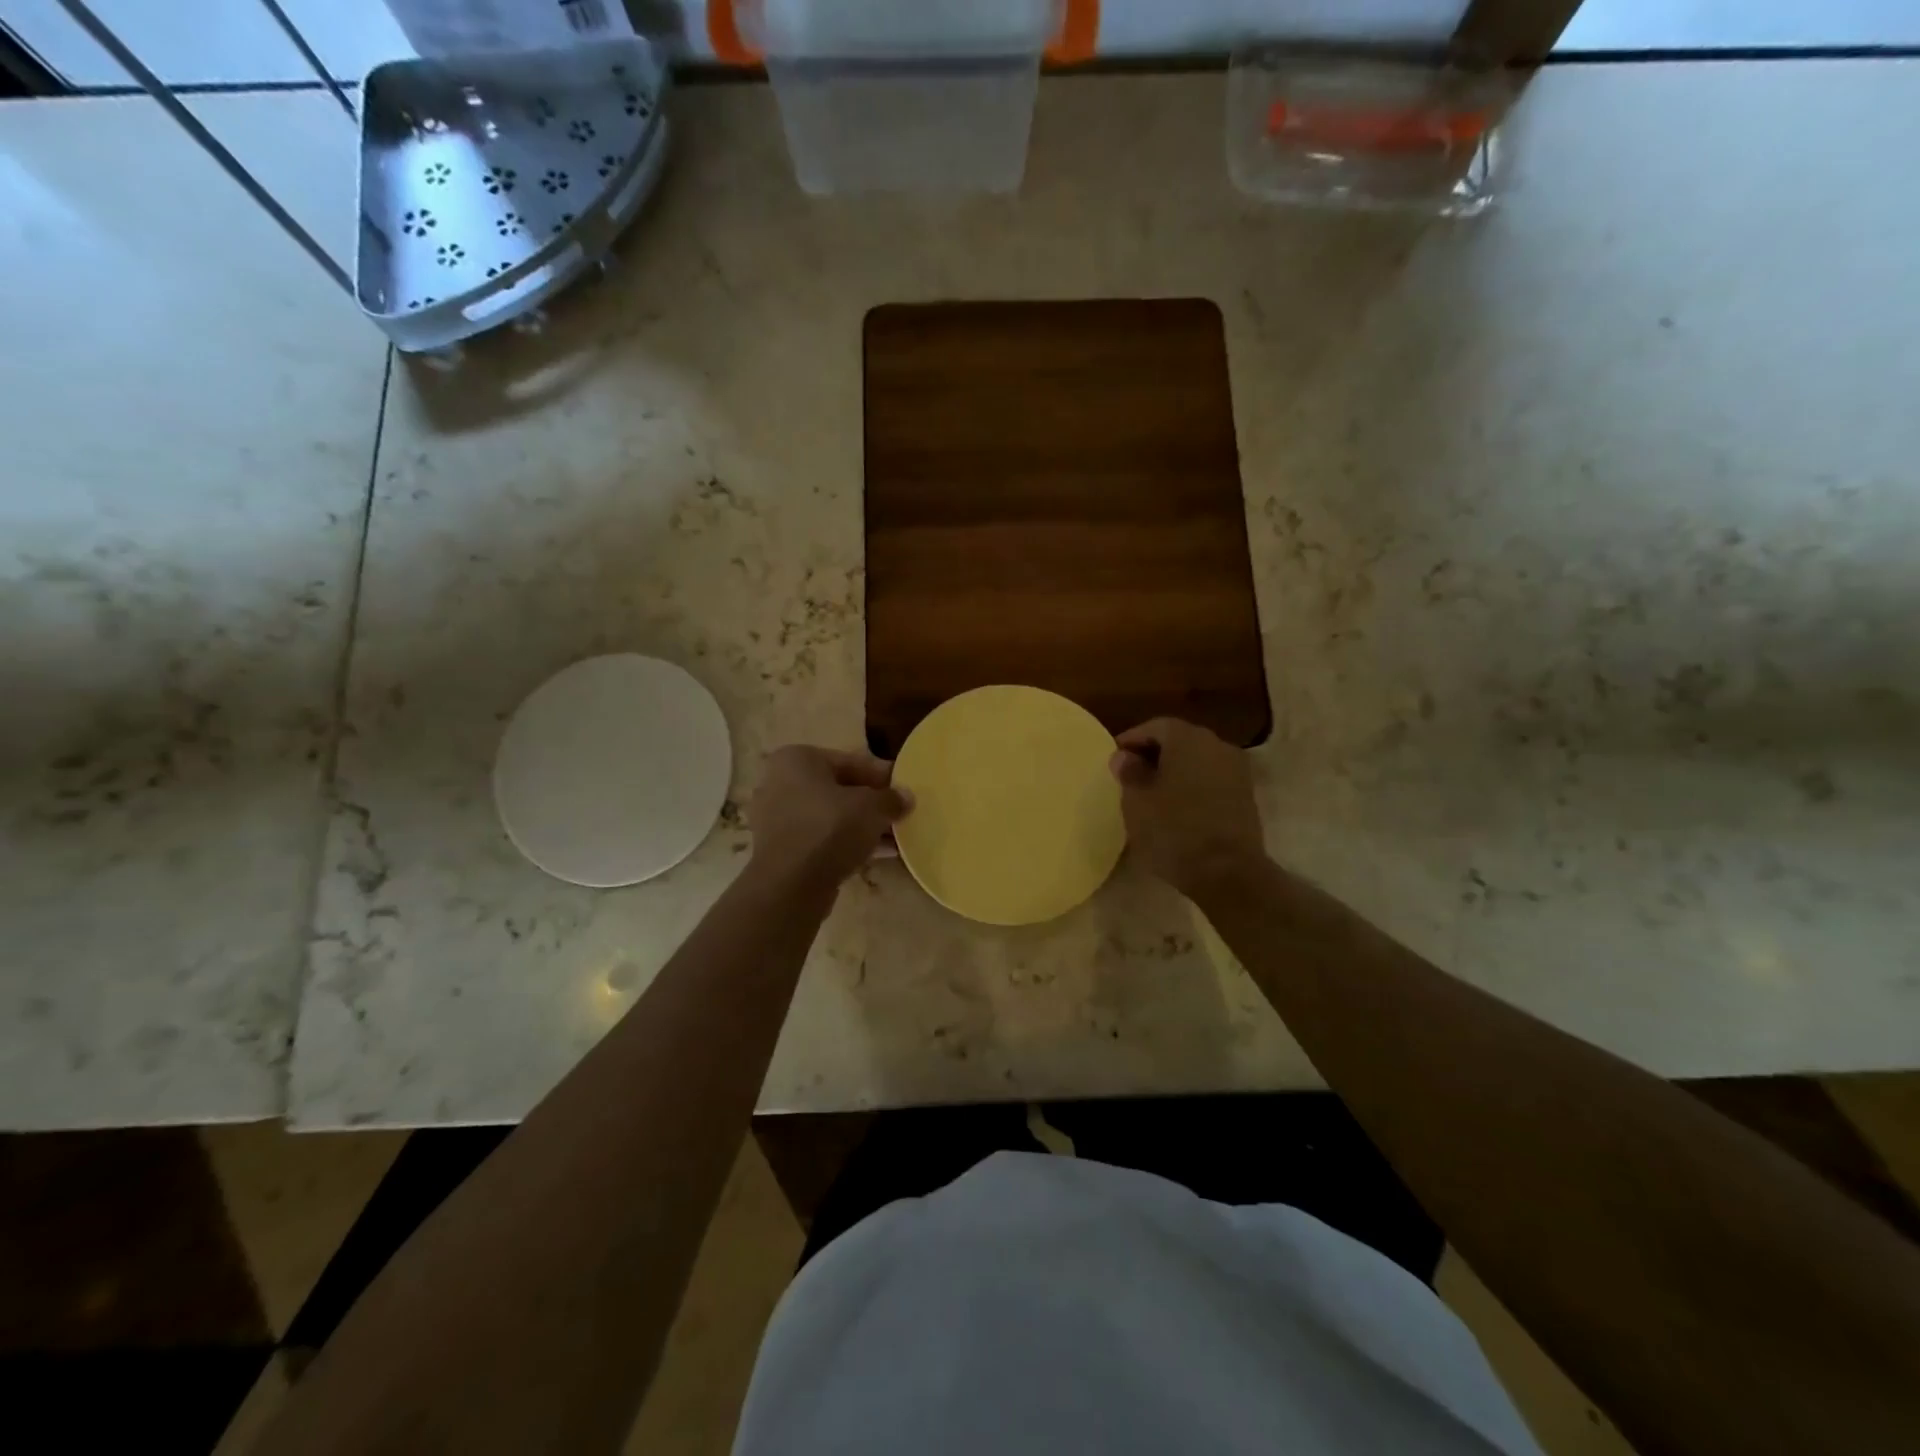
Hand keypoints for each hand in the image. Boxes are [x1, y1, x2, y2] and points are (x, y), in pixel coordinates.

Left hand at [748, 745, 912, 889]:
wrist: (790, 885)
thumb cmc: (829, 829)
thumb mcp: (871, 808)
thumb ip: (891, 798)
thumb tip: (906, 797)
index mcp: (797, 760)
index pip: (850, 761)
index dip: (882, 775)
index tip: (905, 788)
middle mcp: (780, 782)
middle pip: (838, 789)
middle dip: (871, 803)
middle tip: (900, 813)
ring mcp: (777, 818)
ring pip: (831, 816)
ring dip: (862, 825)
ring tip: (895, 837)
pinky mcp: (781, 849)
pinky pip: (821, 838)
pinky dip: (846, 842)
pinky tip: (877, 854)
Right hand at [1109, 718, 1265, 899]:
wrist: (1227, 873)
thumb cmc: (1173, 830)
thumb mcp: (1137, 802)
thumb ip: (1129, 773)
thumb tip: (1125, 757)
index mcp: (1187, 738)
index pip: (1155, 727)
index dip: (1132, 740)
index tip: (1115, 760)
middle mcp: (1217, 745)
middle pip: (1180, 740)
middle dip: (1154, 754)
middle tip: (1131, 776)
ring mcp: (1237, 770)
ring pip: (1197, 761)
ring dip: (1175, 772)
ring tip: (1153, 795)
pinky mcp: (1246, 796)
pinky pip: (1212, 780)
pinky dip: (1193, 787)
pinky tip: (1178, 809)